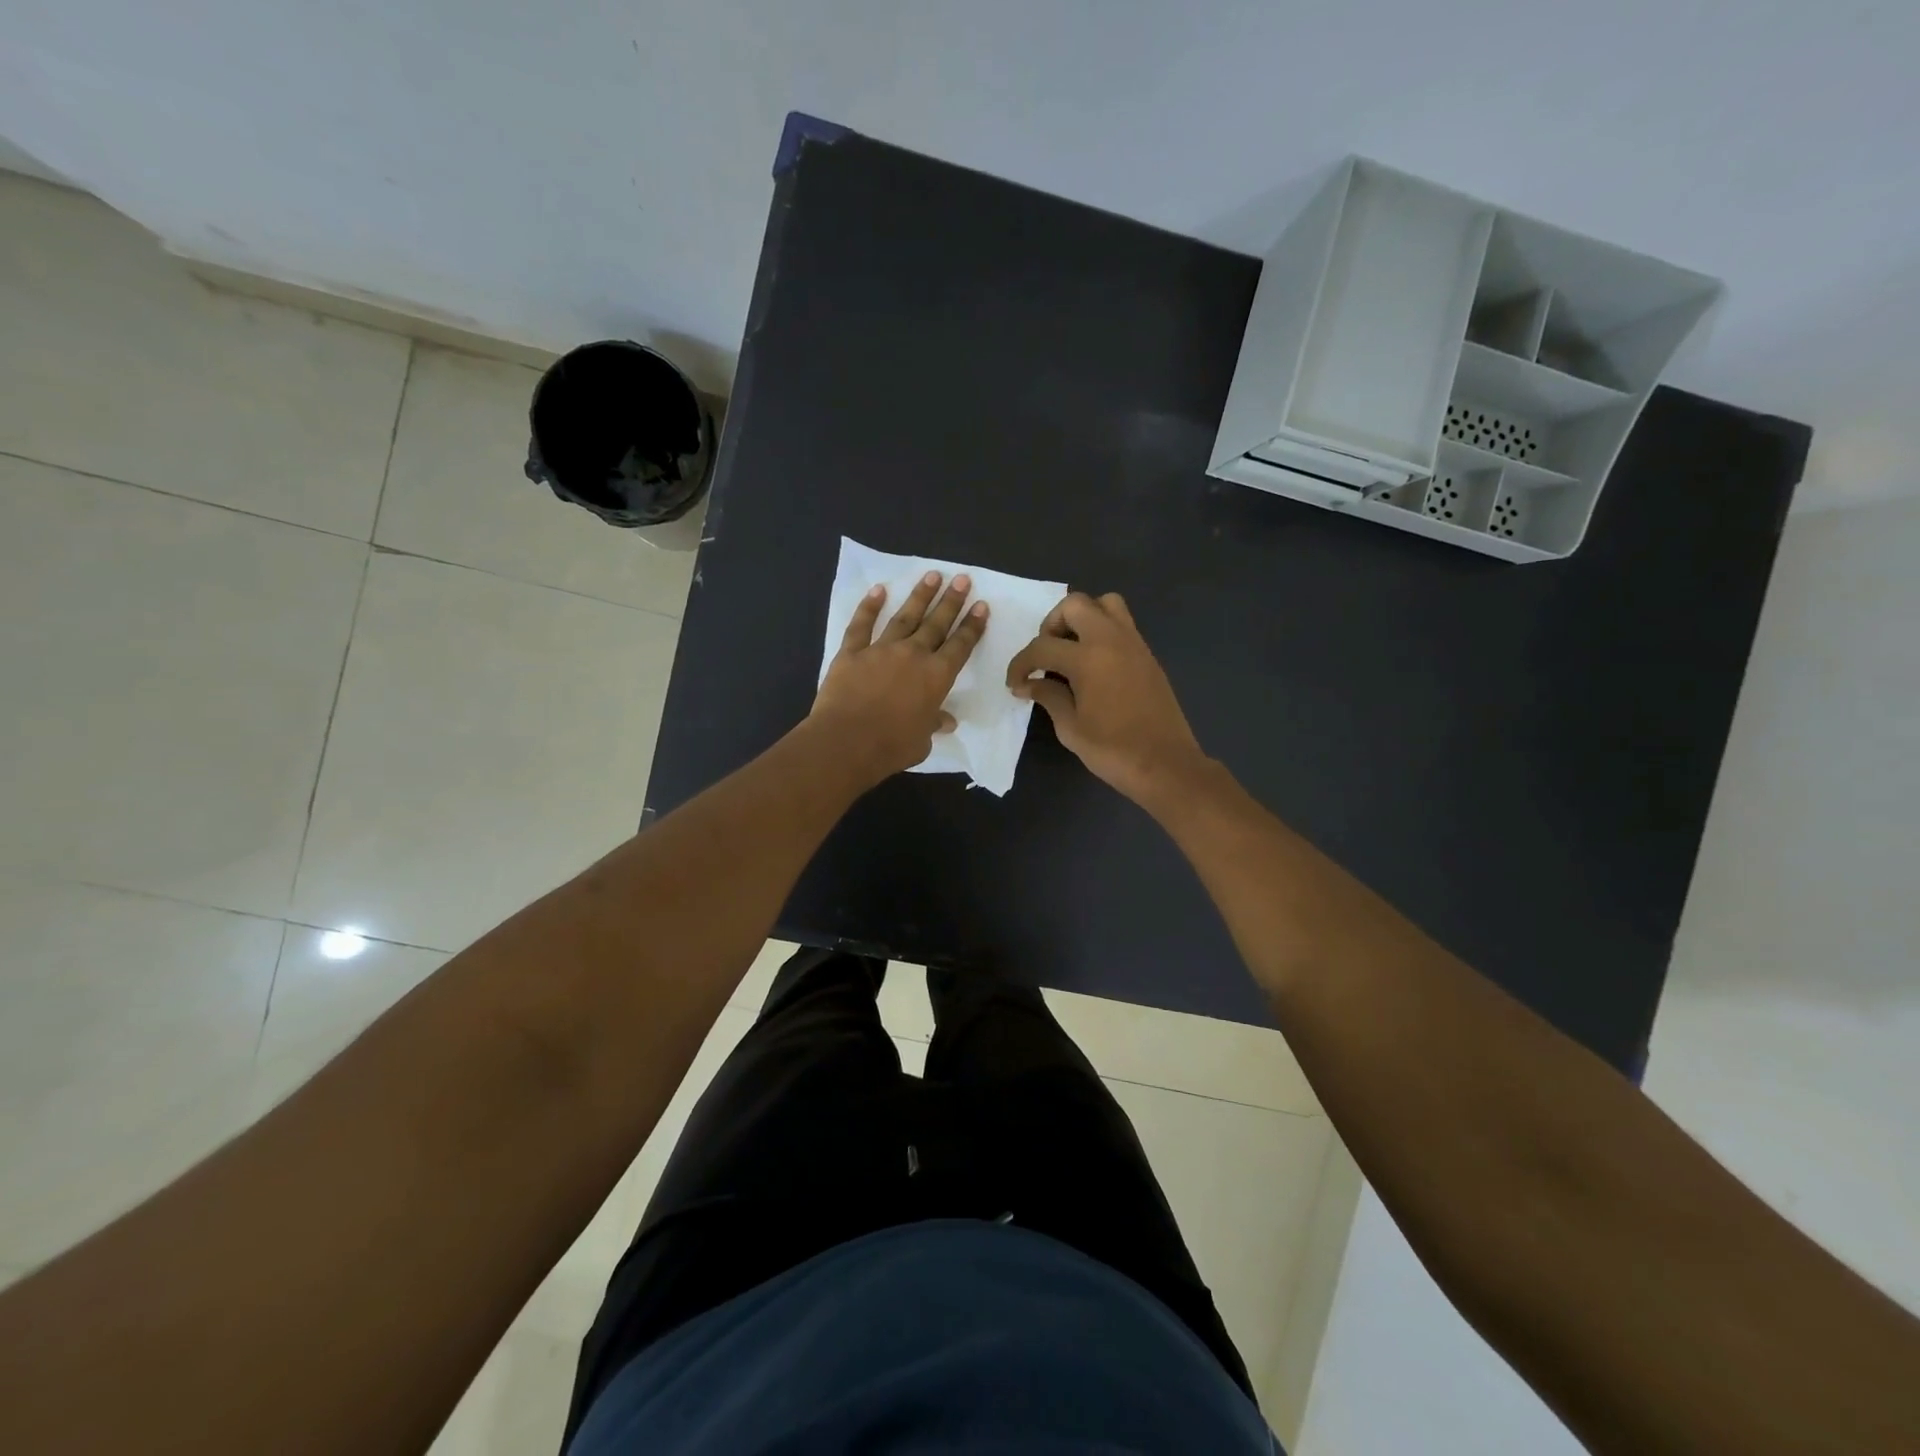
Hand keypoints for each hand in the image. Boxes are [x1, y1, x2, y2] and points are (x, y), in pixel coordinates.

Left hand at [812, 570, 988, 785]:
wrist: (847, 742)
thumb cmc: (891, 746)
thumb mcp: (922, 741)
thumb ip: (933, 724)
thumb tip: (946, 721)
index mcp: (936, 677)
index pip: (960, 646)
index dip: (972, 626)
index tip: (981, 606)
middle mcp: (913, 655)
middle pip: (936, 623)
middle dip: (951, 601)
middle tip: (962, 579)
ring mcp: (880, 650)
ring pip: (904, 617)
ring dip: (919, 596)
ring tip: (932, 575)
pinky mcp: (851, 653)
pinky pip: (861, 625)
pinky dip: (868, 607)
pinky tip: (878, 590)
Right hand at [1007, 591, 1206, 804]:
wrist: (1166, 765)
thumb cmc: (1113, 750)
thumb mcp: (1070, 728)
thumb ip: (1048, 697)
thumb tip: (1029, 684)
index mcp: (1088, 658)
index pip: (1042, 646)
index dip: (1021, 664)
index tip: (1015, 683)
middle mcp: (1112, 640)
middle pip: (1075, 605)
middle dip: (1051, 624)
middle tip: (1046, 656)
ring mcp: (1134, 644)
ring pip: (1105, 604)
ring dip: (1082, 618)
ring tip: (1071, 650)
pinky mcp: (1147, 655)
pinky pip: (1121, 624)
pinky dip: (1102, 632)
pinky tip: (1093, 665)